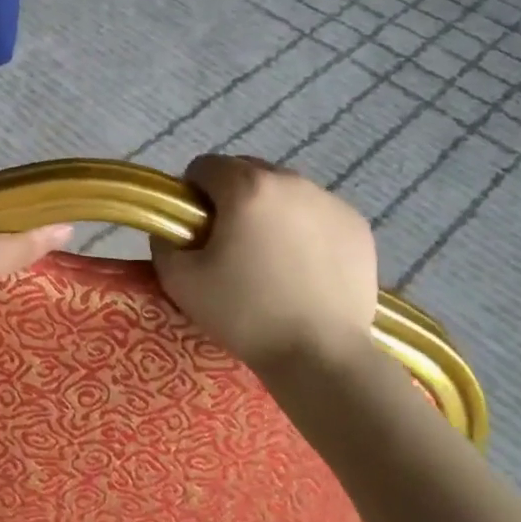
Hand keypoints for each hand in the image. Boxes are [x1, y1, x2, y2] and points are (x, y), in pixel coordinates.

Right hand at [151, 154, 378, 371]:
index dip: (192, 195)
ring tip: (270, 258)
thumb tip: (170, 230)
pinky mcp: (357, 225)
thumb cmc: (245, 313)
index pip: (205, 166)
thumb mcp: (180, 281)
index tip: (196, 229)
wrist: (321, 355)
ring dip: (269, 211)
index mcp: (246, 187)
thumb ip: (163, 243)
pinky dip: (304, 228)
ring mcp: (330, 201)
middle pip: (247, 171)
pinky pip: (316, 212)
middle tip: (230, 244)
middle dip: (232, 198)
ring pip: (284, 191)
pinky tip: (303, 267)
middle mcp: (291, 181)